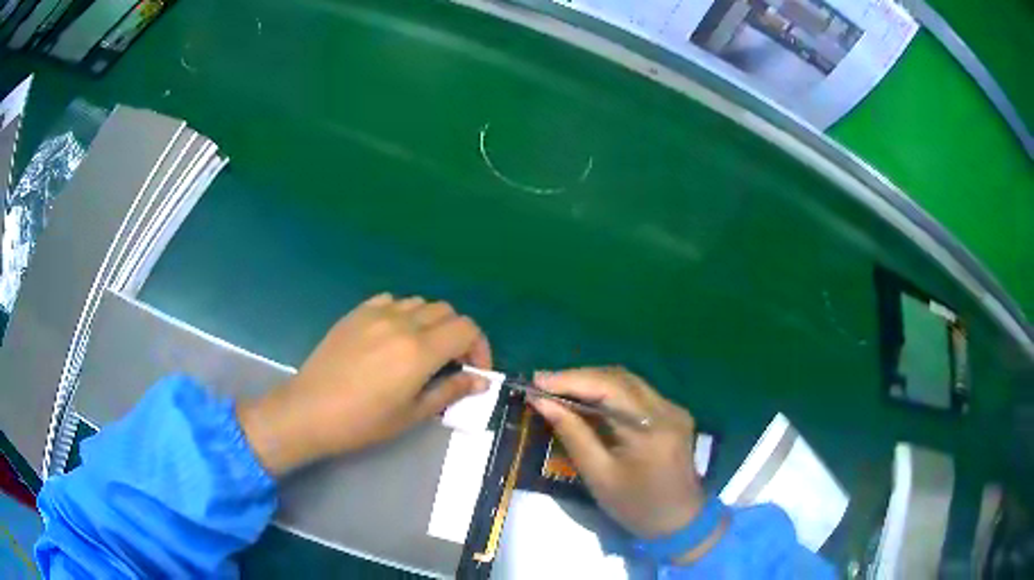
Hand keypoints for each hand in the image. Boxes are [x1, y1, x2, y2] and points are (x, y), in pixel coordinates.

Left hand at [237, 293, 491, 476]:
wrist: (310, 410)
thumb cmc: (363, 422)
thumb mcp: (412, 414)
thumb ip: (450, 391)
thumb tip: (481, 381)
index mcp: (419, 350)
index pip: (467, 328)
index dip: (479, 347)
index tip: (474, 370)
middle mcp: (402, 323)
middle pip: (447, 311)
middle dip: (458, 335)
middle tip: (451, 363)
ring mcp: (376, 314)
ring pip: (420, 303)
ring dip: (432, 323)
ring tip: (422, 350)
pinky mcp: (356, 313)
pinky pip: (391, 301)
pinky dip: (404, 313)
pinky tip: (394, 336)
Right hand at [529, 368, 706, 542]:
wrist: (680, 521)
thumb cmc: (635, 506)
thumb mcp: (598, 475)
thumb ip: (572, 434)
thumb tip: (542, 402)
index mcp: (650, 428)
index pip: (608, 387)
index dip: (570, 379)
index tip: (536, 381)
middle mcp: (667, 409)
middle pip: (619, 377)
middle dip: (579, 377)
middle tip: (543, 384)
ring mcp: (673, 408)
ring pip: (628, 381)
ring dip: (593, 382)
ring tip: (559, 389)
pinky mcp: (673, 413)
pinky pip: (637, 393)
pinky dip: (609, 392)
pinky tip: (588, 401)